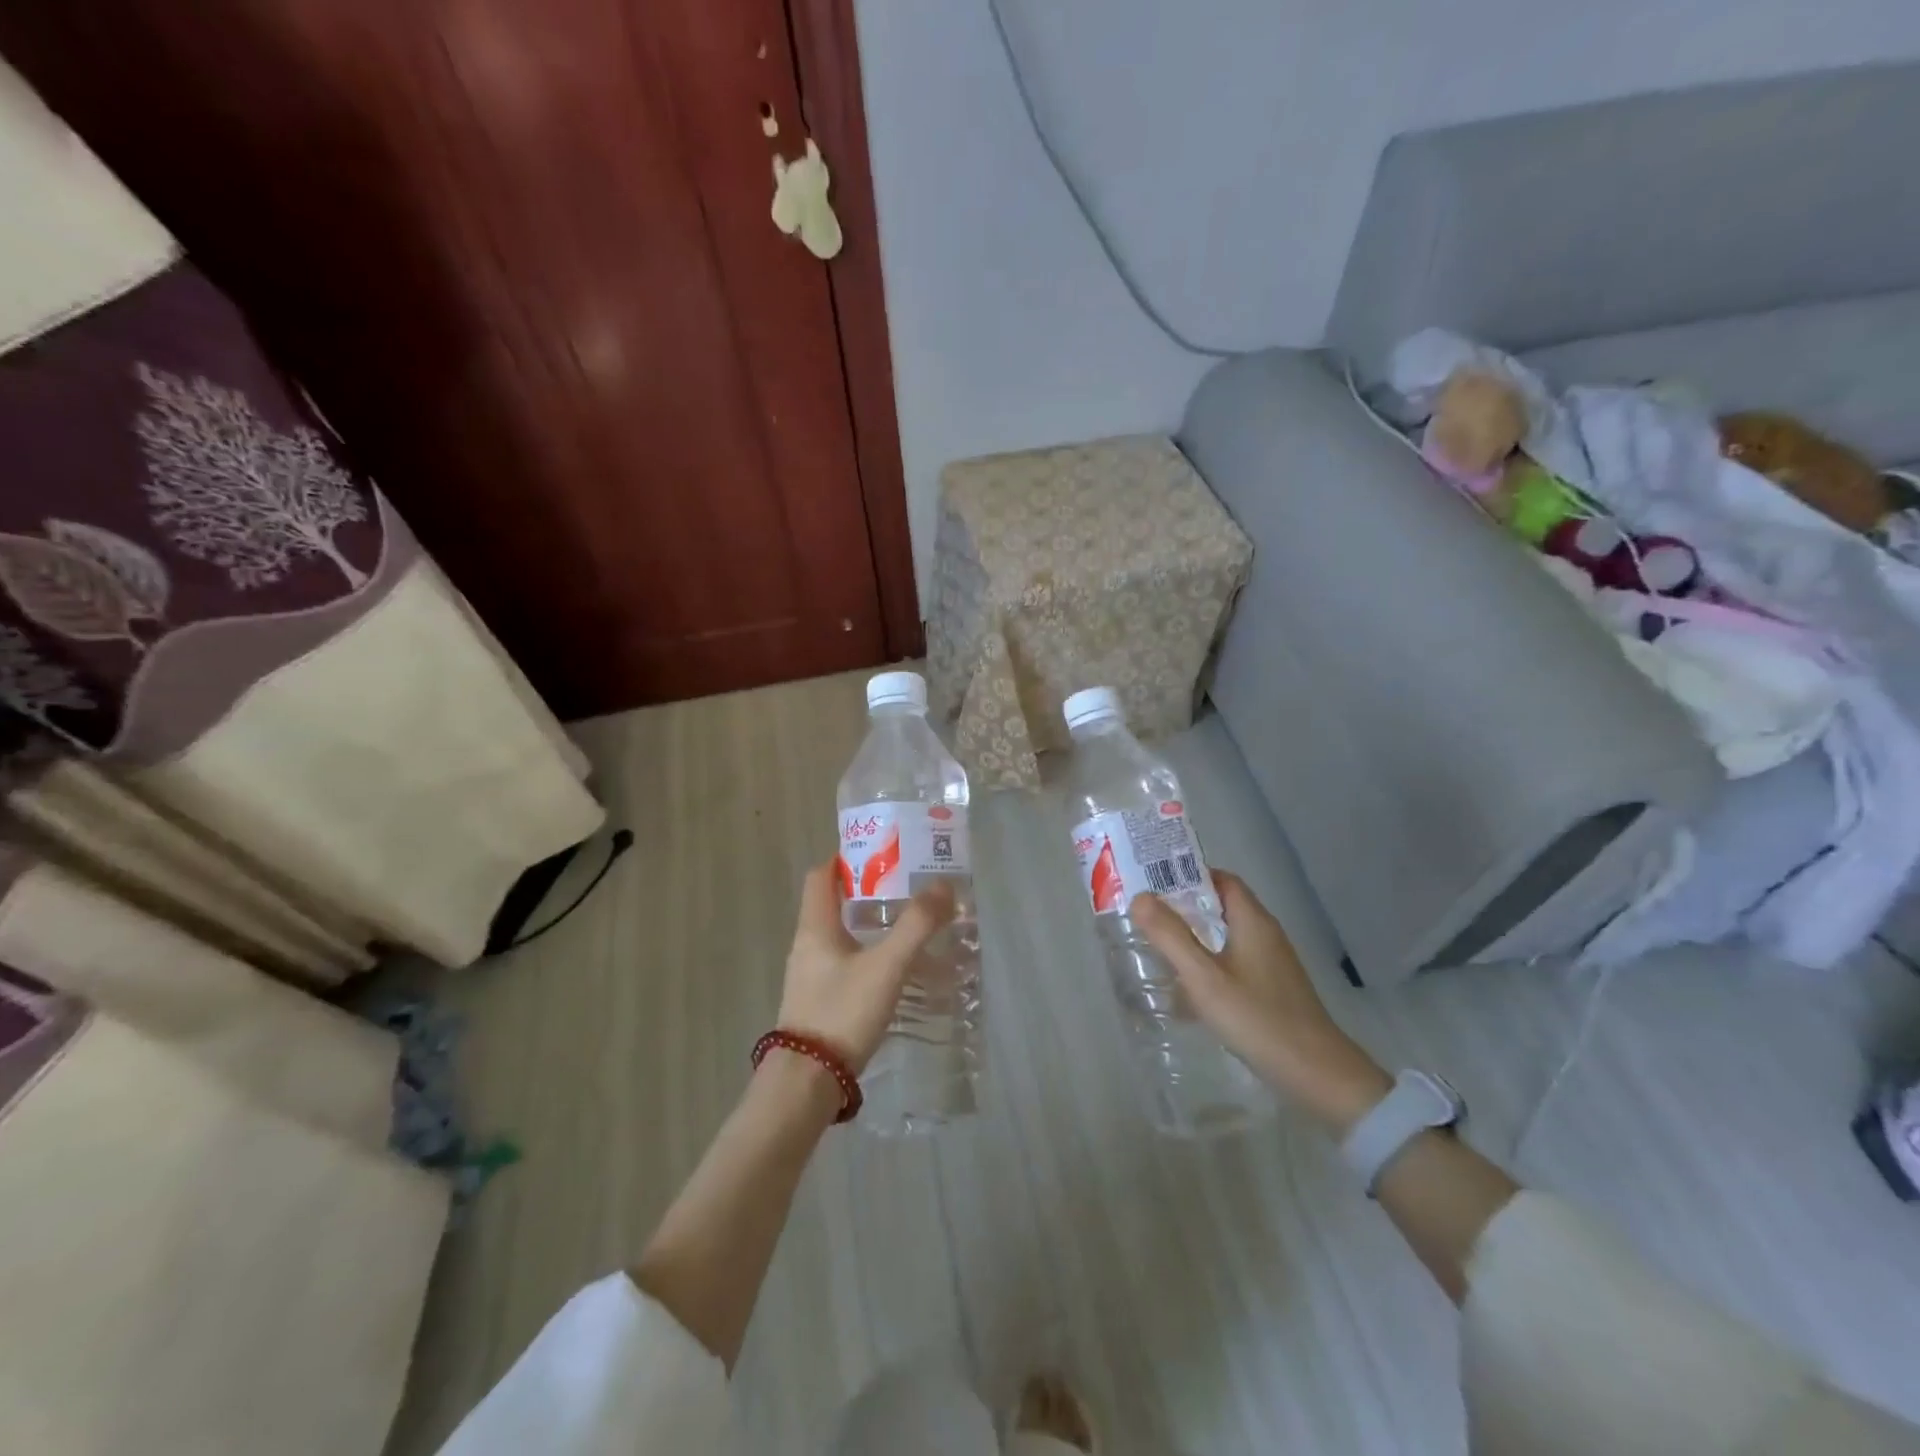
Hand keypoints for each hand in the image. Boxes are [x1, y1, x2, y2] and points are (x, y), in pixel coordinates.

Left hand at [776, 861, 955, 1075]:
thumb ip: (916, 926)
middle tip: (906, 887)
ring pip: (840, 936)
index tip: (880, 853)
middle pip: (833, 903)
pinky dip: (868, 955)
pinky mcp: (819, 1002)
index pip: (821, 876)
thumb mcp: (886, 966)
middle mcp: (807, 945)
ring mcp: (810, 976)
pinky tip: (895, 970)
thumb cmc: (842, 1012)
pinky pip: (844, 964)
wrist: (807, 1083)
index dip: (846, 858)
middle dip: (868, 891)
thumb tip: (943, 885)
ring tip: (909, 926)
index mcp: (815, 927)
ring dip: (870, 925)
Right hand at [1131, 872, 1389, 1132]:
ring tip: (1159, 947)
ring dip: (1195, 937)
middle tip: (1147, 914)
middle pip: (1223, 906)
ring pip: (1227, 936)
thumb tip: (1140, 897)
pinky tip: (1189, 988)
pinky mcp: (1273, 989)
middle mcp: (1266, 934)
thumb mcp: (1204, 978)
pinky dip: (1209, 963)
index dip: (1188, 875)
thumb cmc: (1257, 1019)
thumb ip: (1170, 936)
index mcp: (1253, 921)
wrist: (1317, 1075)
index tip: (1153, 882)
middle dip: (1185, 907)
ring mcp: (1273, 963)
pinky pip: (1234, 961)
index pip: (1221, 879)